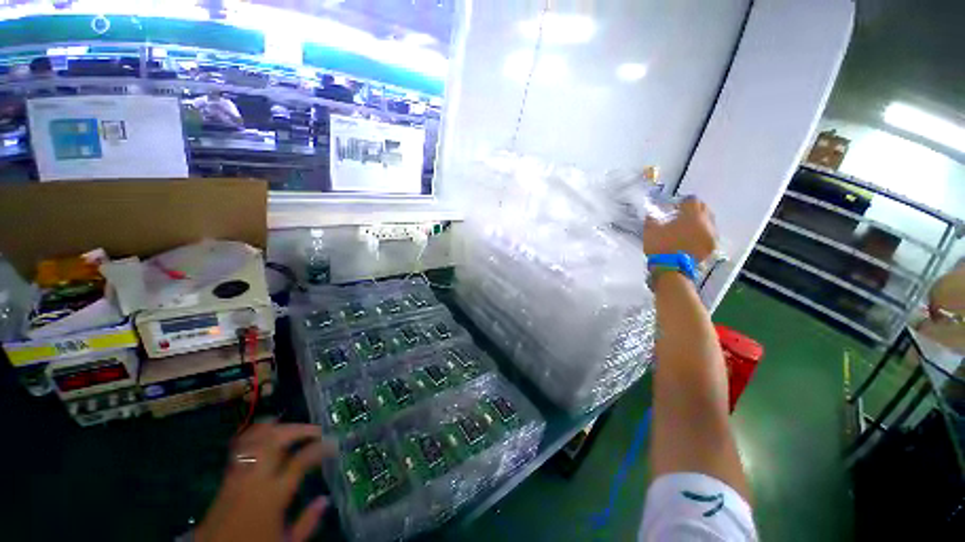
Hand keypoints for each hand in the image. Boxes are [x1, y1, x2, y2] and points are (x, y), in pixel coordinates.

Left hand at [196, 424, 334, 541]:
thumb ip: (308, 522)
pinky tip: (266, 431)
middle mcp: (255, 479)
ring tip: (293, 425)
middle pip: (276, 441)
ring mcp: (238, 475)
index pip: (301, 461)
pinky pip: (241, 446)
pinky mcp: (226, 477)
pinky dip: (255, 434)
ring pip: (256, 439)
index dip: (320, 448)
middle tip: (316, 431)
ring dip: (277, 427)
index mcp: (273, 496)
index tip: (333, 444)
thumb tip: (325, 499)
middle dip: (299, 430)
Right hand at [643, 197, 716, 261]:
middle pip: (704, 209)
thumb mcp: (650, 230)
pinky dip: (702, 234)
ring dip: (699, 222)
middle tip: (683, 216)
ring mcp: (711, 235)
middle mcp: (706, 222)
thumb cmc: (661, 246)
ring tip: (687, 229)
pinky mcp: (712, 246)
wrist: (670, 268)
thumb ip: (652, 218)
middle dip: (694, 210)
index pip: (692, 200)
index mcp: (692, 215)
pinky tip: (692, 239)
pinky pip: (709, 234)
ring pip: (708, 222)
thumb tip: (651, 213)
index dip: (682, 202)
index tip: (674, 208)